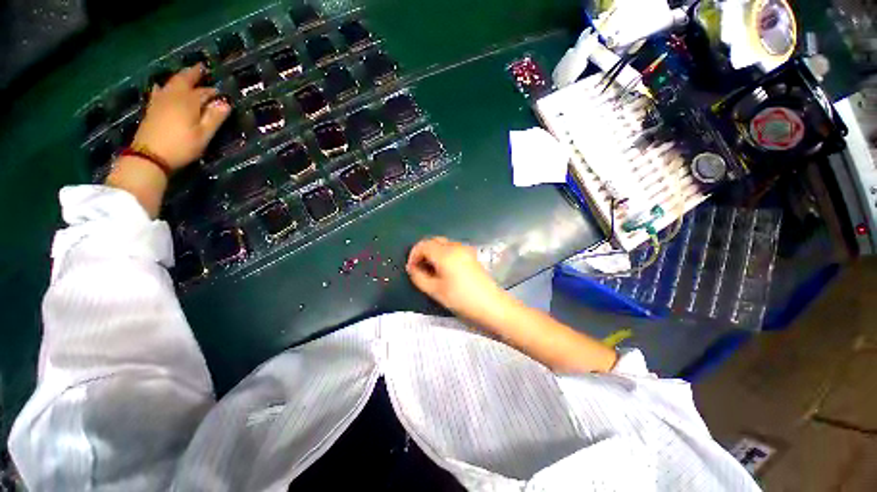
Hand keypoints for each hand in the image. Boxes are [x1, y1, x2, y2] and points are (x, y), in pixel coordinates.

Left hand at [132, 64, 229, 168]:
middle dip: (194, 74)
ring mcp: (159, 101)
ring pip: (171, 83)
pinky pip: (159, 90)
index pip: (204, 92)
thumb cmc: (181, 146)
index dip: (214, 92)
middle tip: (201, 68)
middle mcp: (173, 96)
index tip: (223, 94)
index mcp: (188, 102)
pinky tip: (162, 86)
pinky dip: (164, 86)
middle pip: (184, 80)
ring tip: (186, 75)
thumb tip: (226, 103)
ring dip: (180, 78)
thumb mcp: (203, 135)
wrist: (149, 156)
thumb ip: (214, 118)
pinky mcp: (152, 108)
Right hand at [406, 237, 511, 323]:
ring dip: (433, 253)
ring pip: (443, 244)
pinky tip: (444, 269)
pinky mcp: (471, 255)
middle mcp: (455, 246)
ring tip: (431, 271)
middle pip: (433, 241)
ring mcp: (465, 249)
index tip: (411, 269)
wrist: (491, 306)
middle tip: (419, 269)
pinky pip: (452, 249)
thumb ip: (419, 277)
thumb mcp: (435, 290)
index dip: (413, 255)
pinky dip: (443, 254)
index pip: (423, 245)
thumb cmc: (461, 299)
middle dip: (423, 252)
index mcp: (445, 253)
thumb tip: (413, 268)